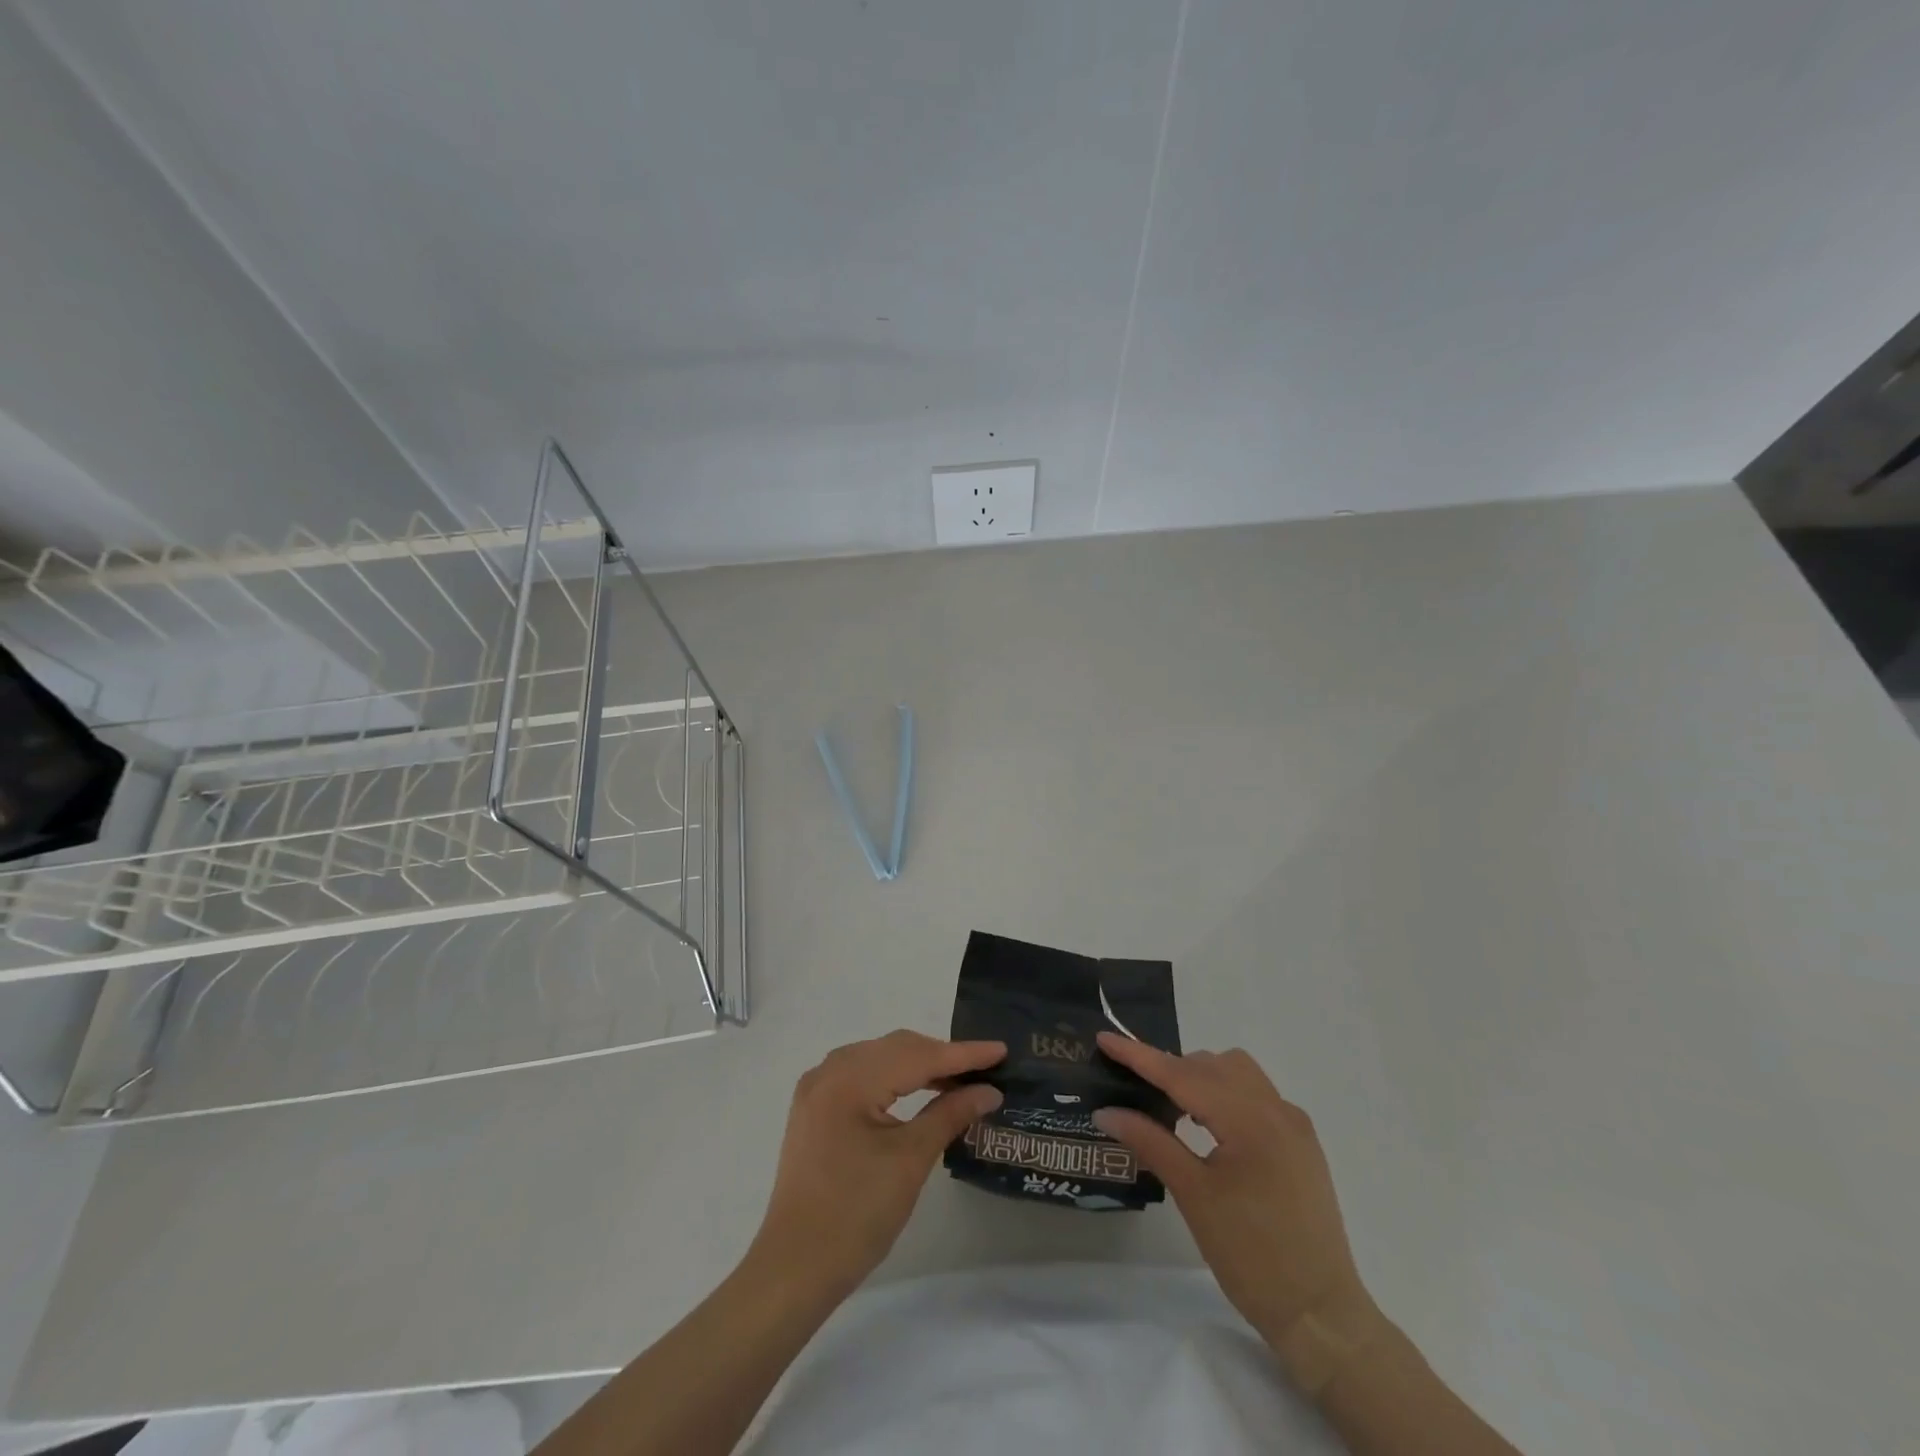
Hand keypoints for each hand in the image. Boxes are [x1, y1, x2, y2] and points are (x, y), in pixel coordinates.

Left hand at [748, 1030, 1004, 1300]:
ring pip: (879, 1058)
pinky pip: (862, 1074)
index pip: (916, 1055)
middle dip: (941, 1056)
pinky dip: (894, 1077)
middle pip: (896, 1048)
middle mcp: (829, 1071)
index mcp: (848, 1079)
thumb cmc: (856, 1216)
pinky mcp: (815, 1107)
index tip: (1001, 1049)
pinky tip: (917, 1089)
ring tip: (958, 1078)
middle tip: (984, 1067)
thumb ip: (950, 1114)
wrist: (793, 1269)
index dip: (962, 1054)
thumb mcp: (910, 1160)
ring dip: (918, 1064)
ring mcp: (817, 1088)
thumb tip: (988, 1091)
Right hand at [1092, 1034, 1384, 1390]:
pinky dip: (1225, 1094)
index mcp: (1250, 1120)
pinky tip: (1208, 1125)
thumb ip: (1150, 1141)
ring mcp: (1293, 1124)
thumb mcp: (1193, 1195)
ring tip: (1171, 1105)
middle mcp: (1276, 1109)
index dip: (1140, 1056)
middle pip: (1211, 1065)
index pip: (1183, 1074)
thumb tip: (1106, 1112)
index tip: (1104, 1038)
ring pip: (1237, 1072)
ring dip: (1201, 1076)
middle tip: (1133, 1086)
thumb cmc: (1251, 1256)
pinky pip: (1256, 1095)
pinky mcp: (1302, 1142)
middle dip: (1170, 1067)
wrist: (1321, 1315)